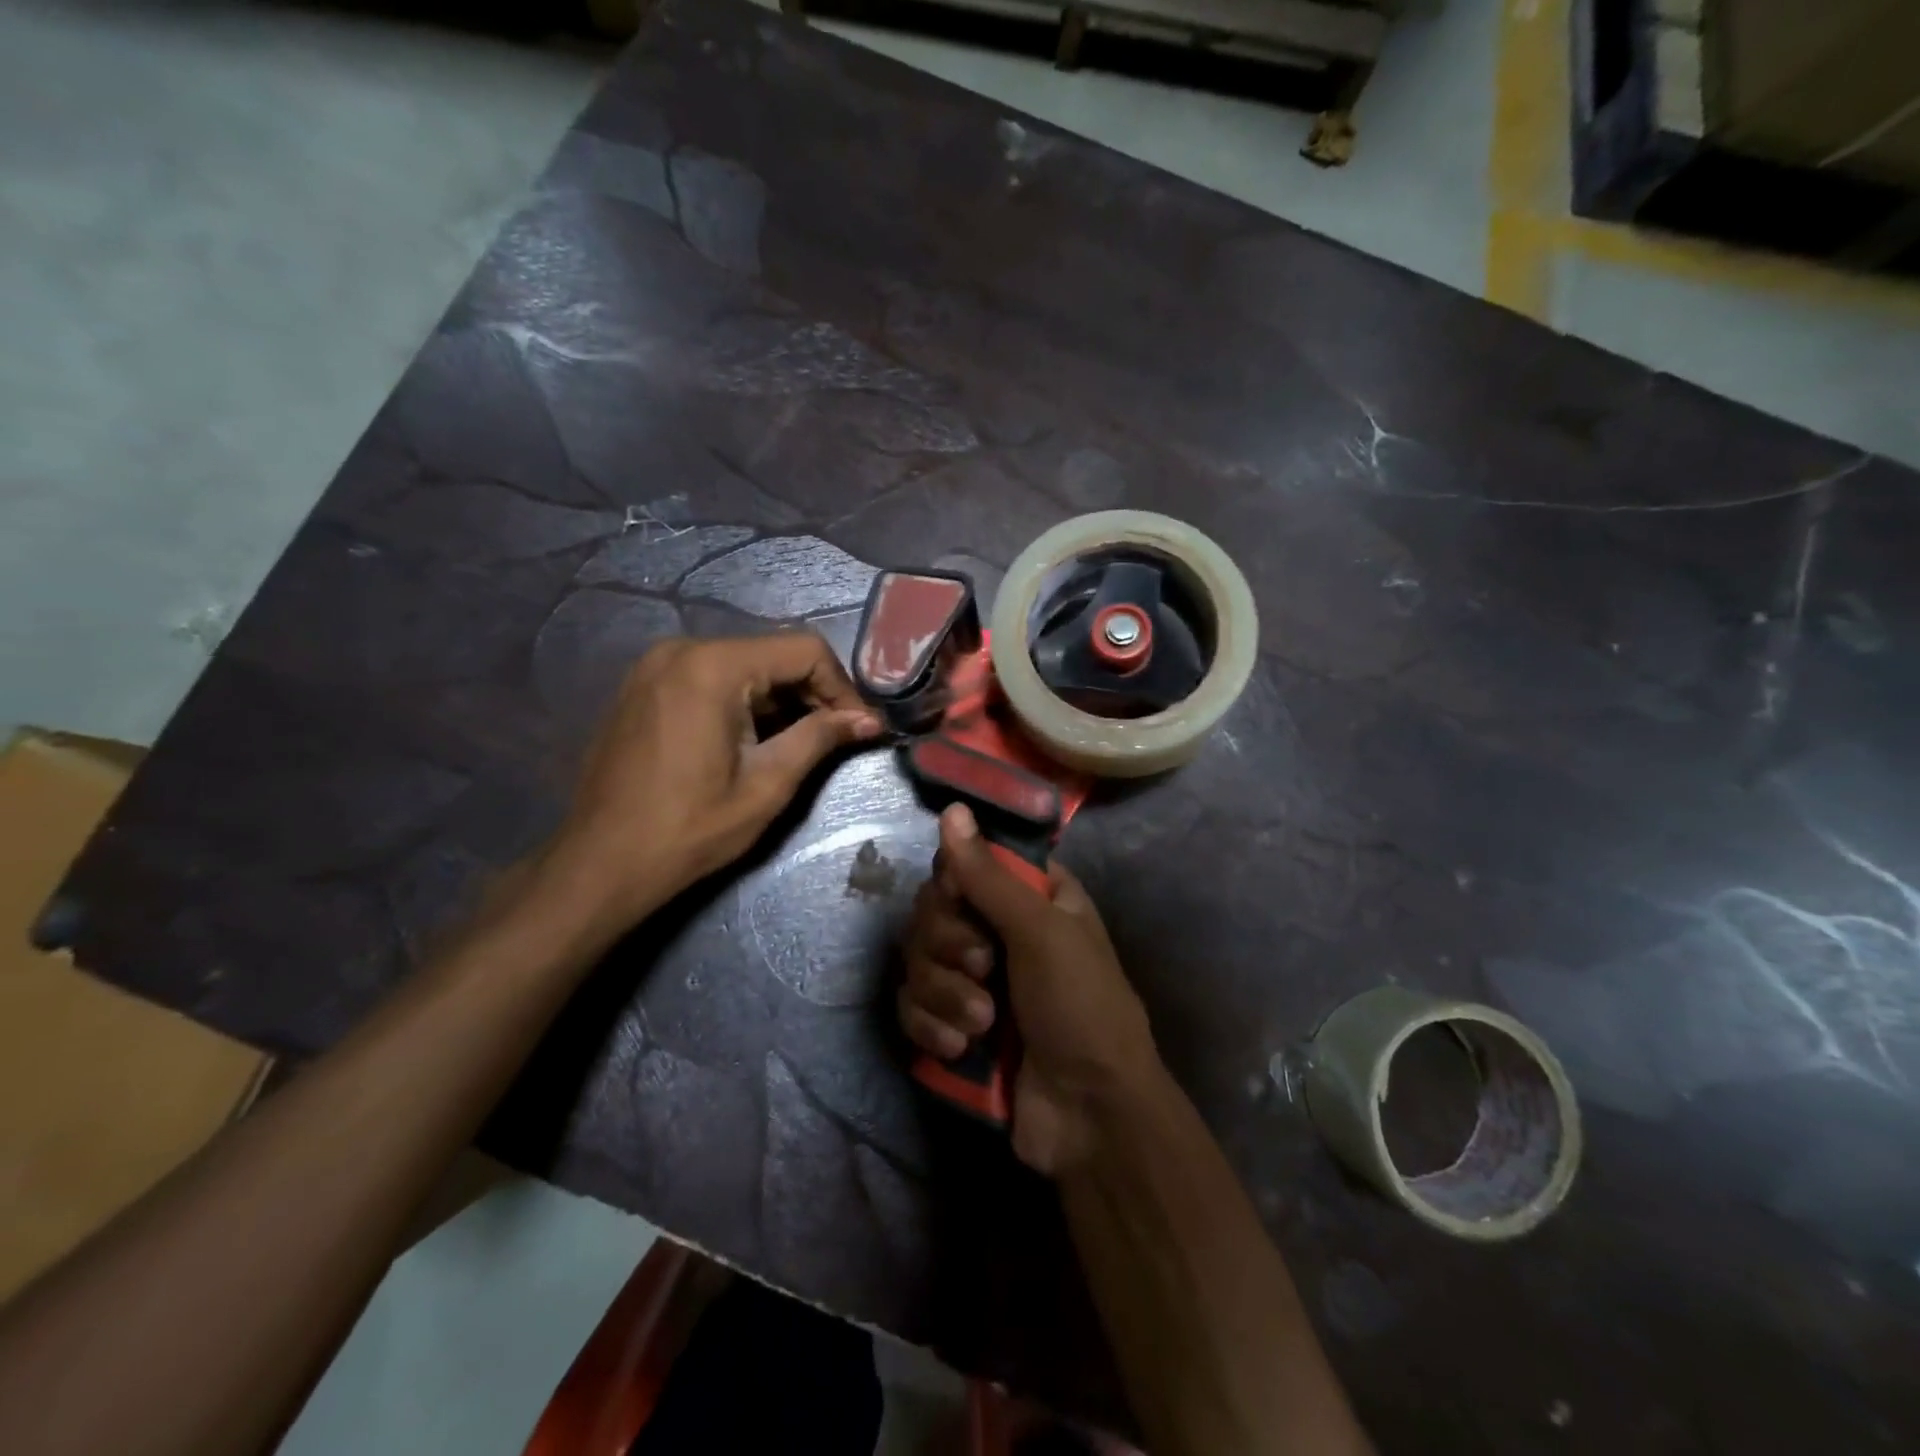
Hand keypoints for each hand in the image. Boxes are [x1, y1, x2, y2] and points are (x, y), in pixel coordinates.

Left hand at [541, 634, 881, 932]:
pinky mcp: (644, 686)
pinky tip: (755, 739)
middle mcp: (682, 650)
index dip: (842, 687)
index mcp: (713, 666)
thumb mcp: (767, 784)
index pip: (804, 651)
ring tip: (801, 742)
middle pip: (773, 653)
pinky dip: (744, 701)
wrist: (602, 863)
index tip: (860, 727)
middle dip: (813, 692)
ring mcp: (656, 665)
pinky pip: (712, 677)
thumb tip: (869, 720)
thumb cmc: (690, 829)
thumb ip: (820, 738)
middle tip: (838, 736)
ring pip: (744, 665)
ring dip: (780, 698)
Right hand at [899, 804, 1163, 1174]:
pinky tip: (957, 1050)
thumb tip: (952, 809)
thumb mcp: (1041, 932)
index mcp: (1029, 897)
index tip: (960, 903)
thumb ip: (988, 875)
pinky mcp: (952, 1023)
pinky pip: (912, 1006)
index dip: (954, 885)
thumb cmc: (1081, 1006)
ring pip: (917, 960)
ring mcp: (973, 979)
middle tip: (984, 970)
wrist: (1088, 1115)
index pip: (964, 864)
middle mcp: (998, 929)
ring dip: (944, 993)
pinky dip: (930, 1026)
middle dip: (948, 946)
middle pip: (932, 911)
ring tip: (982, 1024)